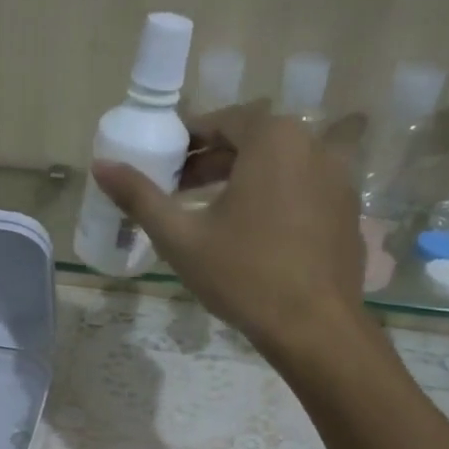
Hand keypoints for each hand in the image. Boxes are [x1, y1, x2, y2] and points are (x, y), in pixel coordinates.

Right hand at [92, 108, 371, 362]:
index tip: (163, 164)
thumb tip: (100, 166)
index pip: (222, 121)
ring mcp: (338, 179)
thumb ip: (140, 197)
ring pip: (279, 165)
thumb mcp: (180, 237)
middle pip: (252, 141)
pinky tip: (252, 233)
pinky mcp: (347, 211)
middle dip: (212, 161)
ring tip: (210, 211)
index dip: (187, 140)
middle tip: (177, 189)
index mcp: (273, 140)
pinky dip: (272, 197)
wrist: (314, 327)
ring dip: (242, 178)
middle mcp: (313, 146)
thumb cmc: (243, 274)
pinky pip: (301, 189)